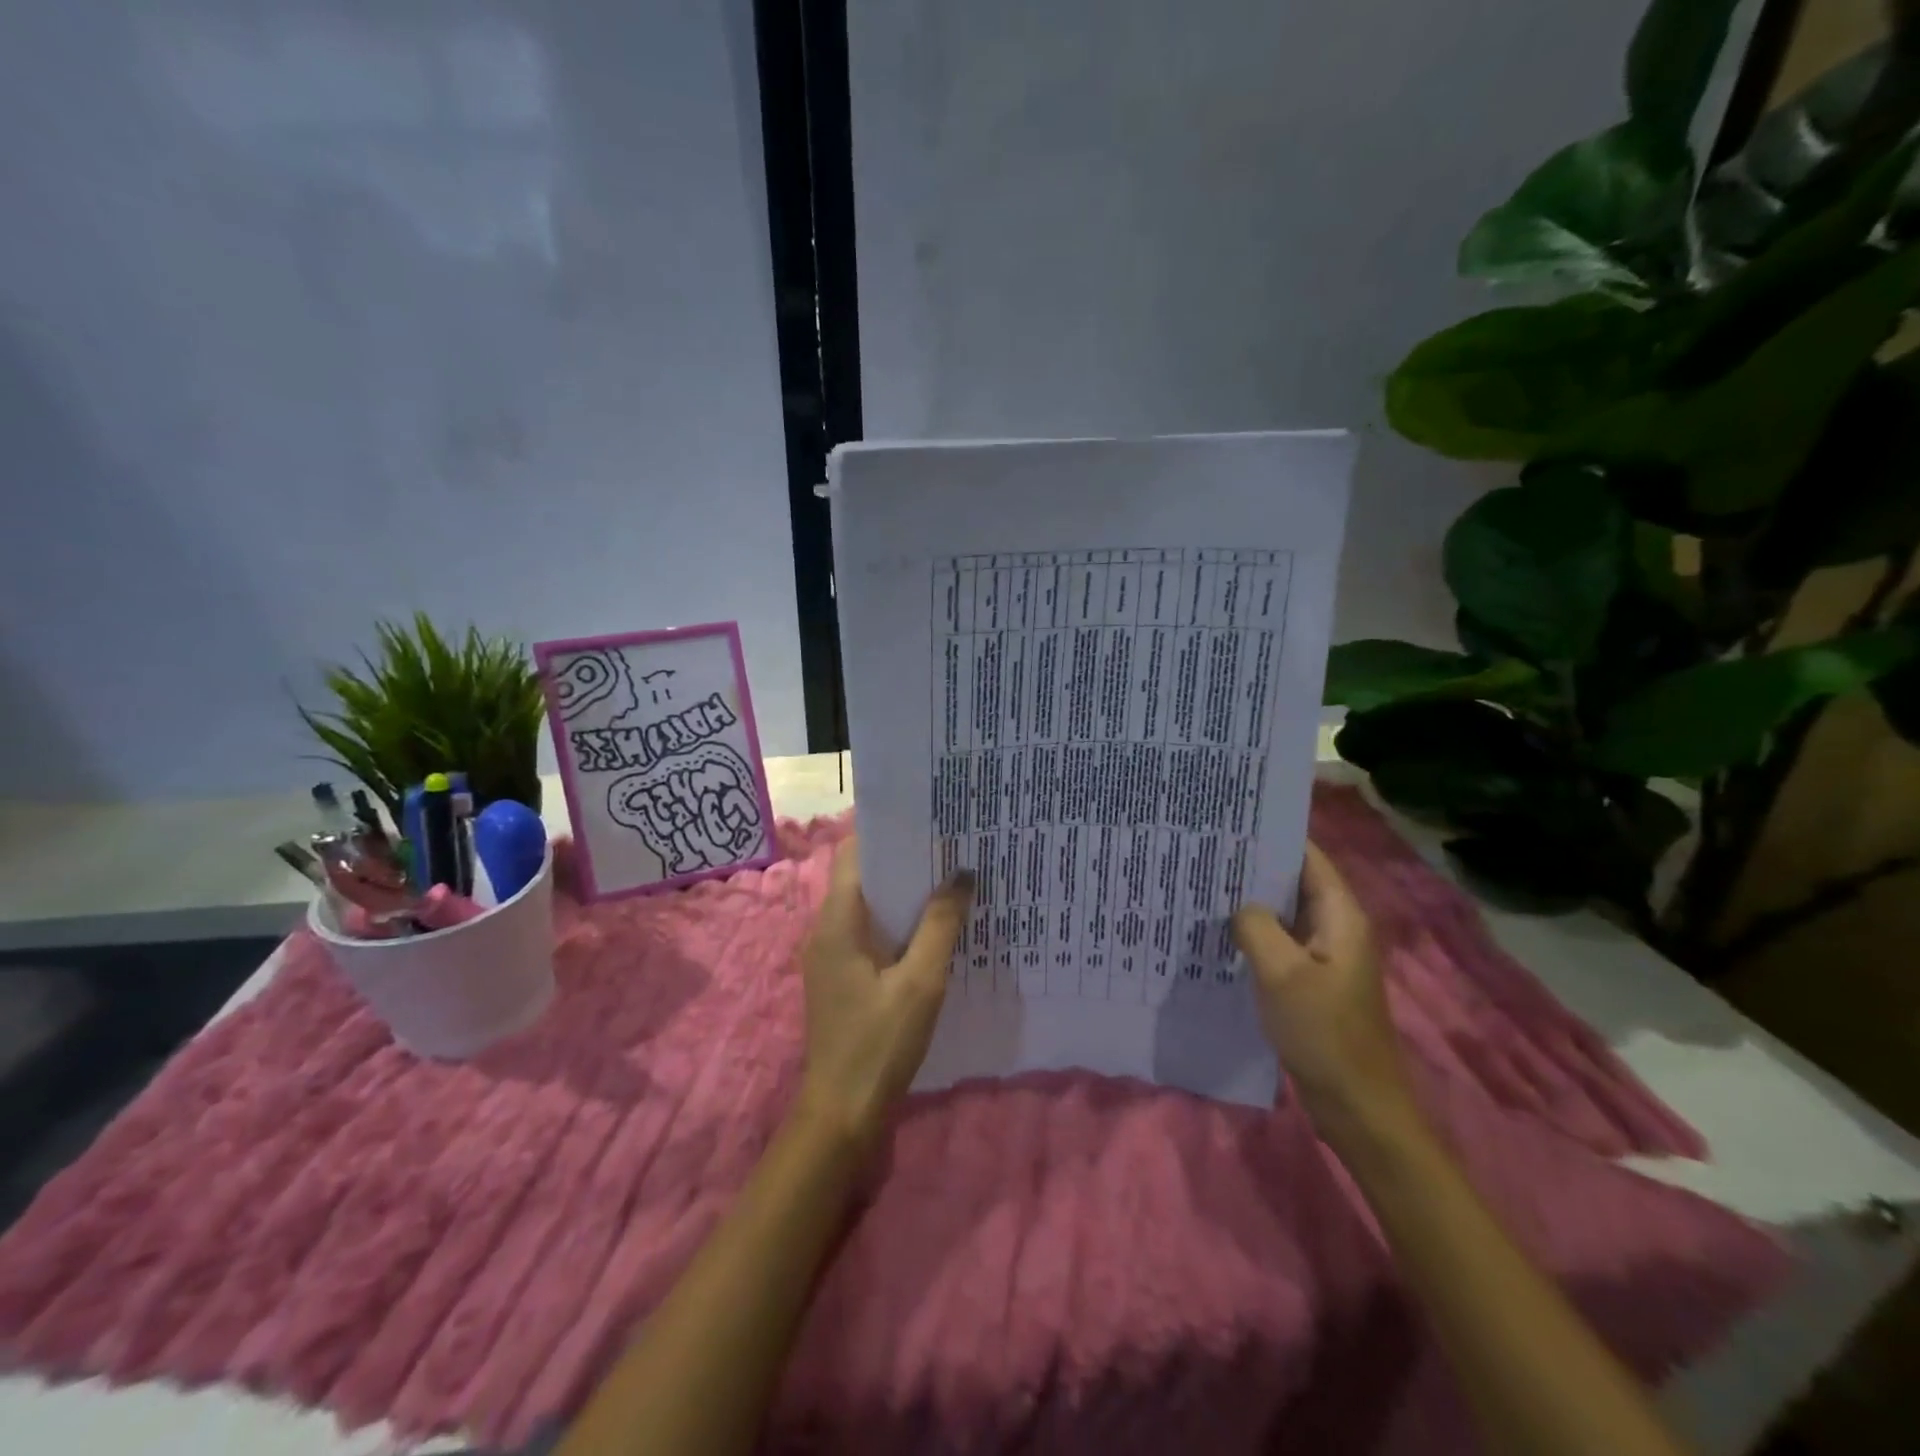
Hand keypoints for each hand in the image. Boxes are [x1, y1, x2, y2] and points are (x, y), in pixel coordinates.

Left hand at [796, 838, 973, 1152]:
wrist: (841, 1113)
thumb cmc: (878, 1044)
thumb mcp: (920, 983)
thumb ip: (940, 925)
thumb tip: (962, 875)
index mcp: (837, 922)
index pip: (854, 854)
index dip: (887, 834)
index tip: (927, 823)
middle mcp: (826, 930)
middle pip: (862, 877)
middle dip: (903, 862)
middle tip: (950, 849)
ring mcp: (832, 955)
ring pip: (868, 906)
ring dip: (903, 894)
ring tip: (949, 880)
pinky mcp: (842, 977)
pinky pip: (870, 933)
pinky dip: (898, 923)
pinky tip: (934, 928)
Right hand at [1231, 842, 1417, 1144]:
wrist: (1357, 1105)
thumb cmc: (1324, 1034)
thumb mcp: (1282, 974)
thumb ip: (1257, 927)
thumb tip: (1240, 907)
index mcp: (1341, 918)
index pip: (1308, 859)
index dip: (1274, 838)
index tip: (1231, 823)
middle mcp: (1336, 929)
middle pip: (1294, 884)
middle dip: (1254, 868)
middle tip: (1205, 853)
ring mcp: (1324, 957)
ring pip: (1283, 915)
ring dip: (1251, 903)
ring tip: (1204, 886)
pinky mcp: (1311, 982)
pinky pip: (1280, 944)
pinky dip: (1254, 935)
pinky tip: (1219, 935)